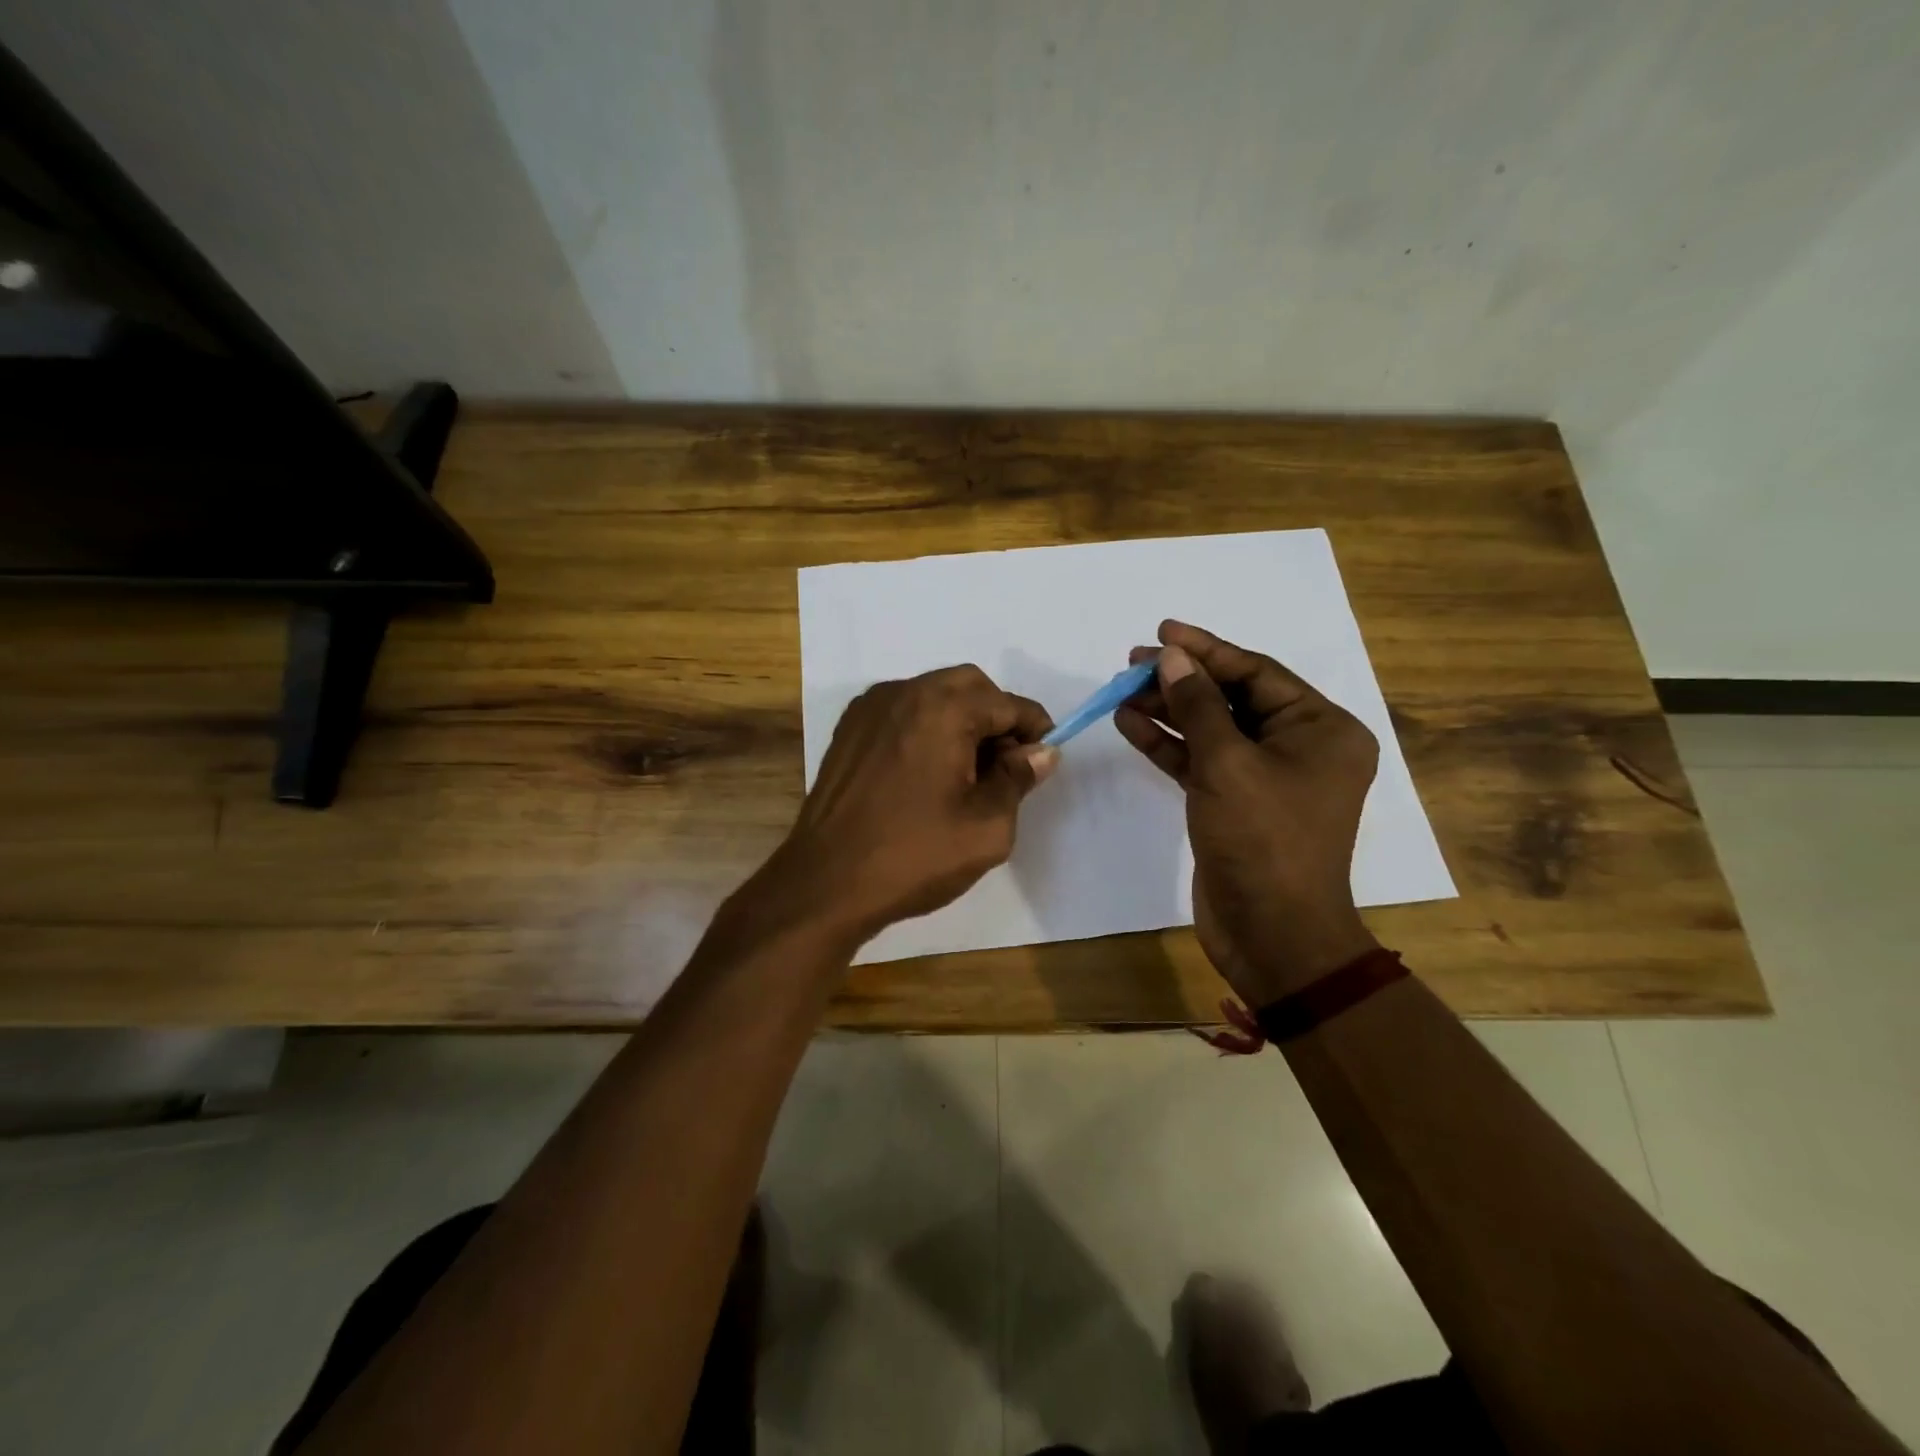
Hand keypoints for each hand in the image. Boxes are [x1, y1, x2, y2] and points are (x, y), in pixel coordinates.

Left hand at [750, 665, 1057, 947]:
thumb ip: (1018, 779)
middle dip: (996, 717)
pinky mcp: (849, 729)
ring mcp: (870, 708)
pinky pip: (902, 711)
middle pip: (969, 686)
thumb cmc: (914, 856)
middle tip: (1004, 767)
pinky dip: (926, 727)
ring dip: (961, 720)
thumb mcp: (986, 827)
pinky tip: (926, 772)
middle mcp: (904, 692)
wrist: (826, 883)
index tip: (1041, 762)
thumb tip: (1041, 752)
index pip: (1007, 704)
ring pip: (933, 694)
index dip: (1034, 731)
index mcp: (943, 709)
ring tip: (965, 773)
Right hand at [1115, 620, 1379, 1003]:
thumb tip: (1173, 659)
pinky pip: (1200, 761)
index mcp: (1320, 729)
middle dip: (1182, 680)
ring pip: (1211, 730)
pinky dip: (1167, 745)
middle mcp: (1298, 746)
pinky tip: (1129, 724)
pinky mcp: (1234, 803)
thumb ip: (1198, 706)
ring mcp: (1264, 777)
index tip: (1162, 631)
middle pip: (1232, 698)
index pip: (1257, 673)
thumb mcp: (1229, 764)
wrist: (1272, 933)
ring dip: (1168, 711)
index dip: (1207, 650)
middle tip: (1132, 663)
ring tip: (1122, 690)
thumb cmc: (1263, 840)